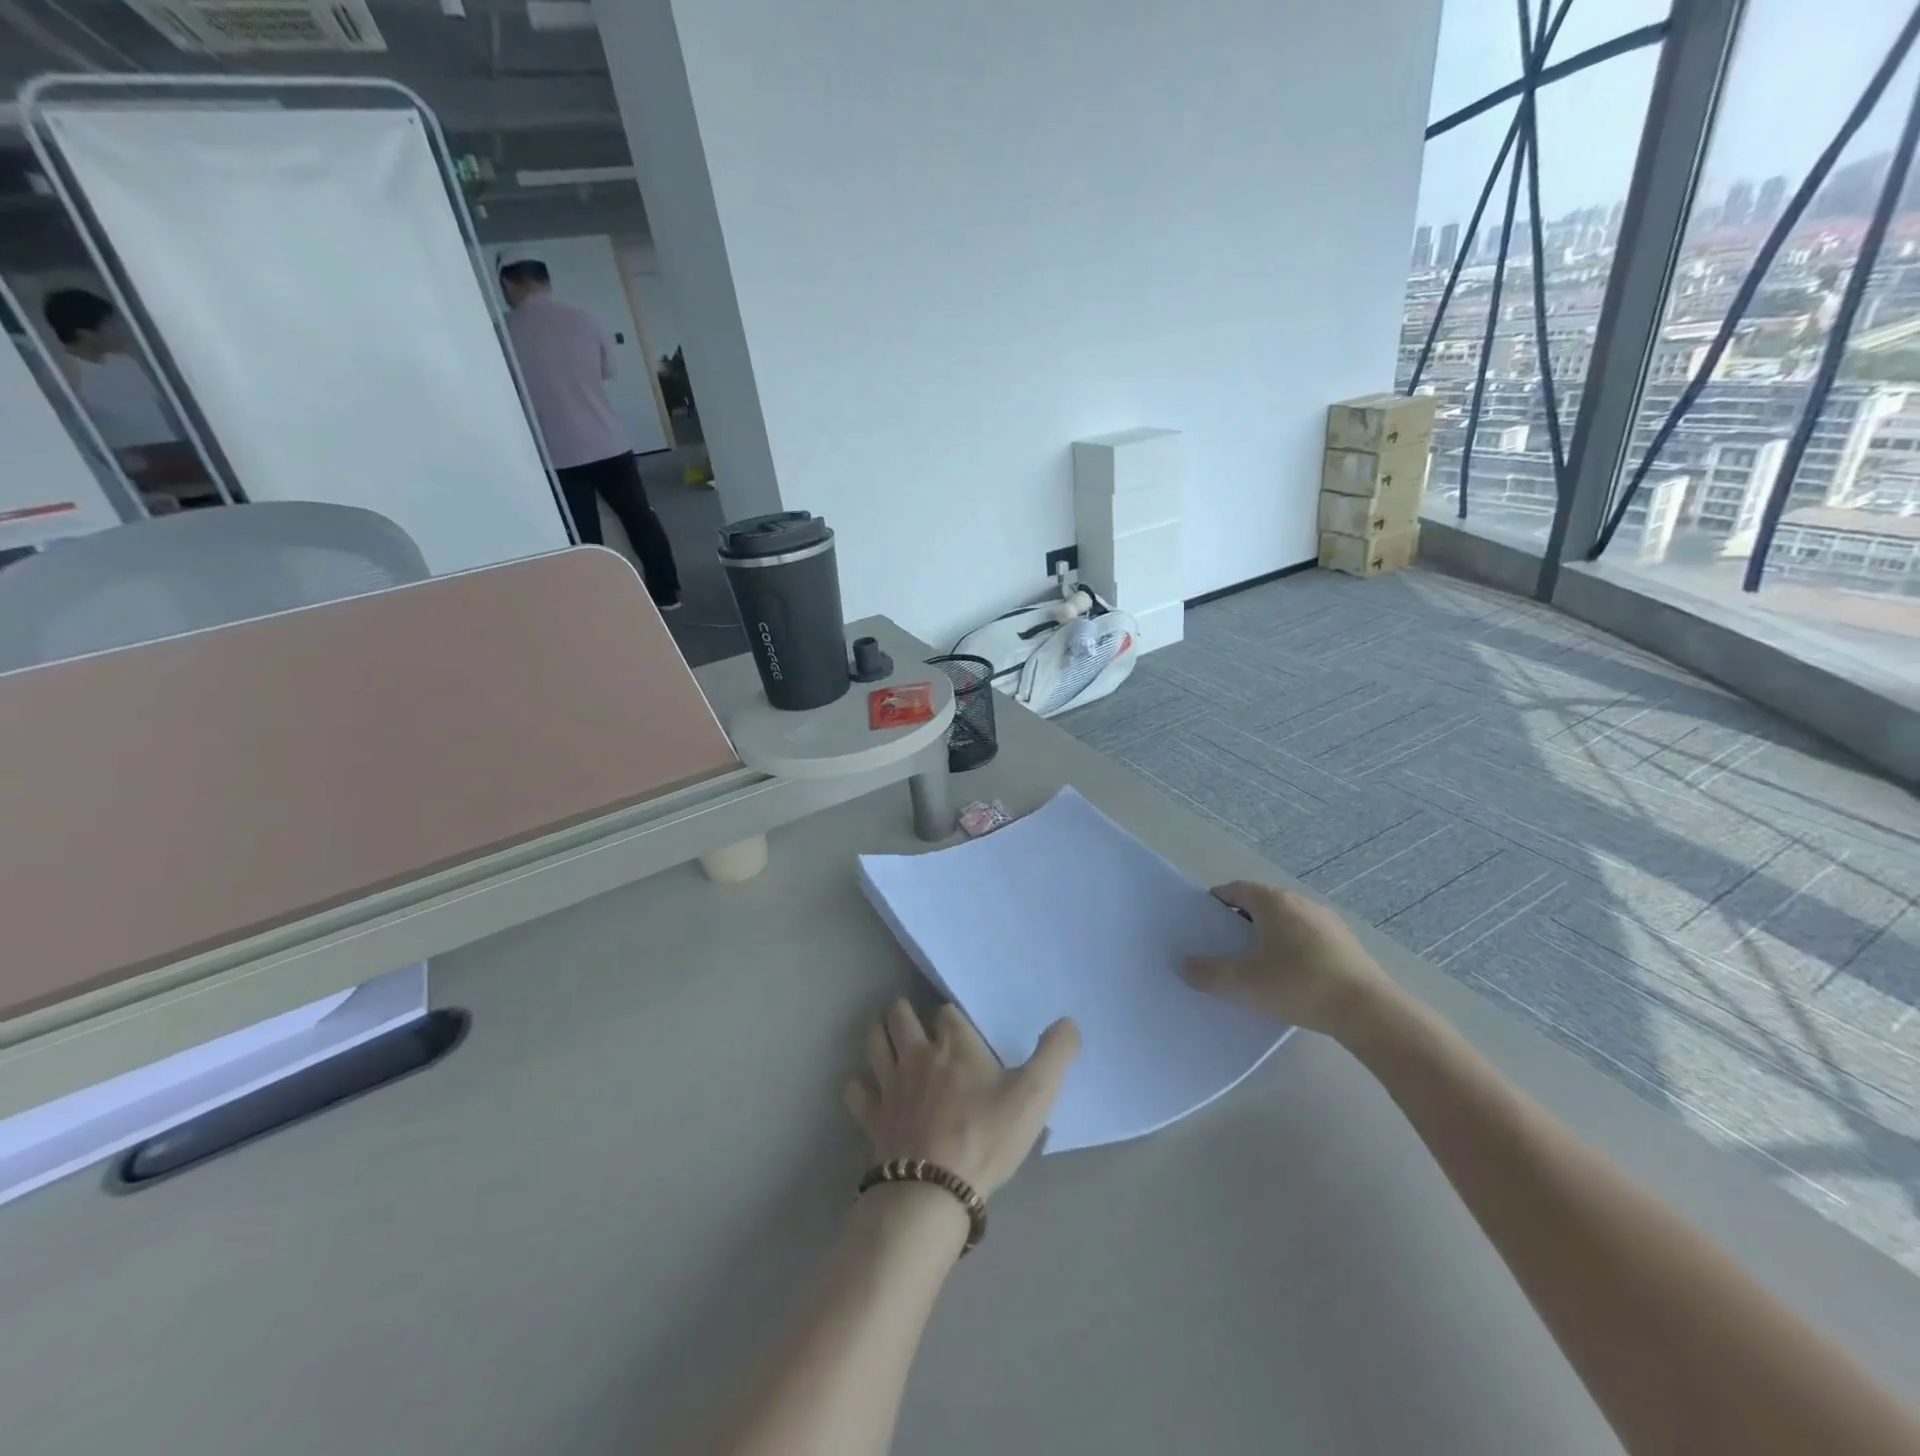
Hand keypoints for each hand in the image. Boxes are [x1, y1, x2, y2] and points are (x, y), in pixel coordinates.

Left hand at [844, 1000, 1078, 1199]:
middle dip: (905, 1012)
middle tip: (914, 1022)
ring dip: (879, 1033)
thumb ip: (1056, 1054)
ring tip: (887, 1036)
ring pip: (874, 1042)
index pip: (947, 1012)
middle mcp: (917, 1054)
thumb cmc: (987, 1137)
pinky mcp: (872, 1116)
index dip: (953, 1018)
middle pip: (900, 1015)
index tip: (960, 1030)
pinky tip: (870, 1088)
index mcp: (955, 1044)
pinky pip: (855, 1089)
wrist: (935, 1190)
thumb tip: (1069, 1022)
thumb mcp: (1036, 1095)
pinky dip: (860, 1083)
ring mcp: (889, 1084)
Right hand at [1182, 881, 1400, 1037]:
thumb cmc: (1298, 985)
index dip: (1215, 903)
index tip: (1202, 922)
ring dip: (1267, 935)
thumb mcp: (1243, 983)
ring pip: (1285, 920)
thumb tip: (1183, 965)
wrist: (1368, 1012)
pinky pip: (1306, 937)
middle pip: (1260, 903)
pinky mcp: (1346, 944)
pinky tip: (1289, 977)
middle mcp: (1299, 901)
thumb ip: (1208, 974)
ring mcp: (1327, 921)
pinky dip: (1291, 948)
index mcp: (1272, 901)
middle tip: (1223, 946)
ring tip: (1255, 964)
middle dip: (1239, 921)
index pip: (1235, 890)